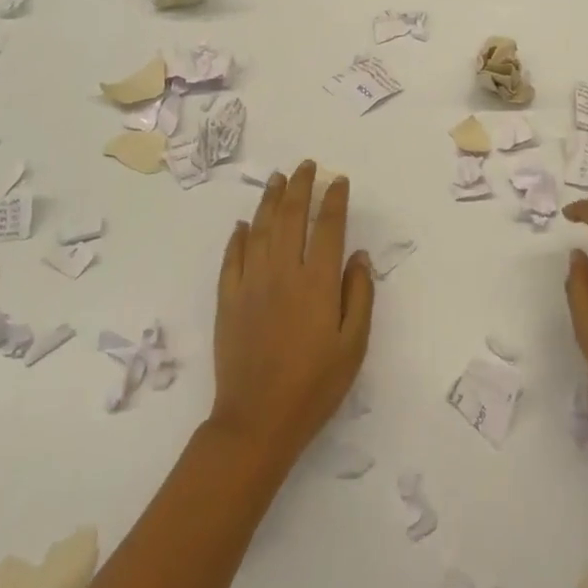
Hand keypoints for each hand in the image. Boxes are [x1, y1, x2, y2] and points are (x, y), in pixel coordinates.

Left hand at [208, 161, 374, 468]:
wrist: (256, 421)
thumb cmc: (314, 386)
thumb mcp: (354, 346)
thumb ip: (359, 295)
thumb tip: (357, 255)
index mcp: (318, 282)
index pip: (328, 226)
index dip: (334, 199)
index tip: (338, 180)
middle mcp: (283, 272)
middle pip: (291, 216)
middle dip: (300, 186)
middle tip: (305, 166)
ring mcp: (251, 283)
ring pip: (260, 228)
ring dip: (269, 200)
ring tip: (277, 179)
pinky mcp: (228, 299)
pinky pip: (232, 257)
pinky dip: (238, 236)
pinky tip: (243, 224)